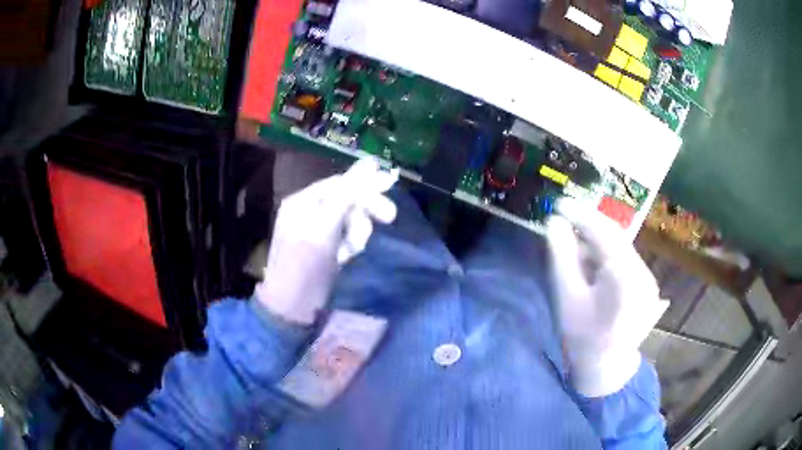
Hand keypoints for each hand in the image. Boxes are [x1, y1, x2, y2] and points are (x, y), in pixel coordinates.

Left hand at [255, 157, 398, 325]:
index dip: (366, 187)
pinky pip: (346, 234)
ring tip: (353, 250)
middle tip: (389, 218)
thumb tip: (369, 163)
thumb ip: (346, 196)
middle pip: (346, 199)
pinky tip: (347, 256)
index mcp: (303, 200)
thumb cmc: (304, 267)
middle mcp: (309, 209)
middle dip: (364, 212)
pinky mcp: (324, 245)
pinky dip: (351, 243)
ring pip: (349, 217)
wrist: (291, 307)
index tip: (390, 191)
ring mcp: (316, 228)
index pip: (340, 183)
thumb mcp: (324, 228)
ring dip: (358, 231)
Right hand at [546, 198, 668, 396]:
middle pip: (616, 238)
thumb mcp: (567, 298)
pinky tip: (593, 264)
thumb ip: (562, 257)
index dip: (581, 214)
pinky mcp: (648, 285)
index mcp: (625, 278)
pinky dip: (608, 256)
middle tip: (564, 222)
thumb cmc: (583, 338)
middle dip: (589, 227)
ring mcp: (649, 279)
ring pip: (622, 248)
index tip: (560, 204)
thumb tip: (555, 222)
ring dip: (598, 242)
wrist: (606, 369)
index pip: (605, 233)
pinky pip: (627, 261)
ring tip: (575, 247)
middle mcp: (643, 273)